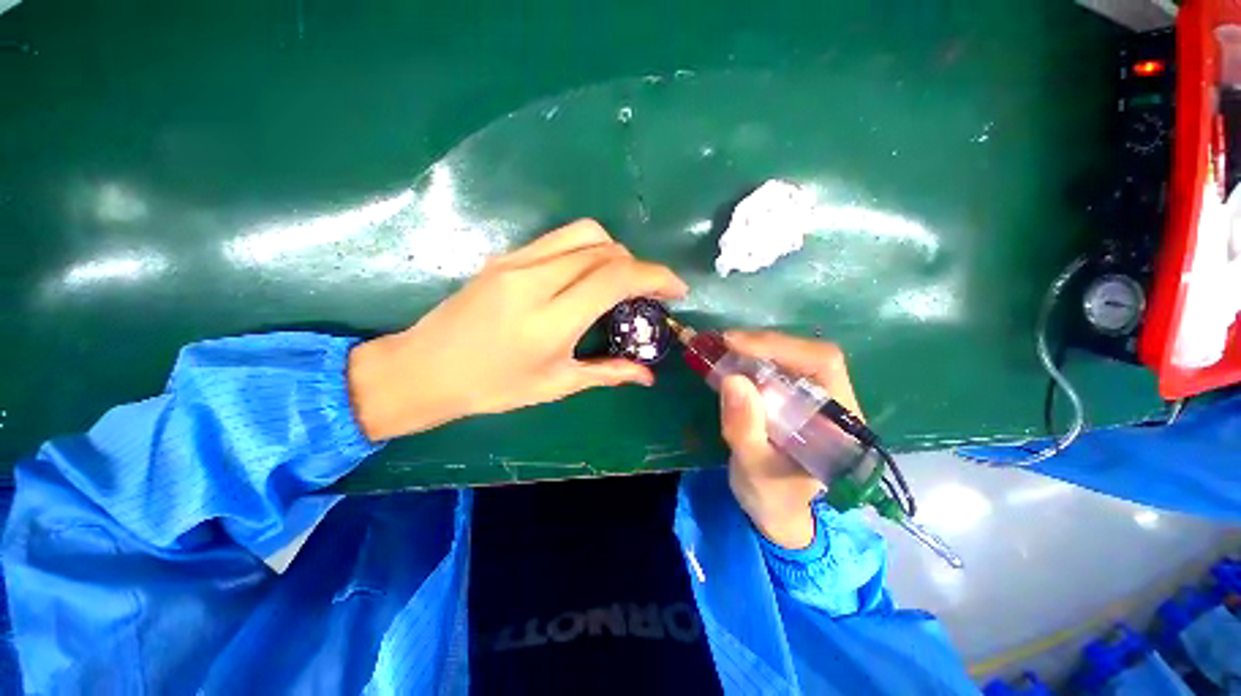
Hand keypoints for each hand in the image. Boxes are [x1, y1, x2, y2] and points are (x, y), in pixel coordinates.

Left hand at [348, 220, 687, 440]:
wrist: (425, 368)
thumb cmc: (492, 387)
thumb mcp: (555, 385)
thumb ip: (607, 373)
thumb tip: (647, 375)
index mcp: (550, 319)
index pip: (615, 278)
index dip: (656, 277)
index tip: (677, 289)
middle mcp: (534, 280)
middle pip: (605, 249)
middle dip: (638, 267)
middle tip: (646, 294)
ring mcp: (516, 261)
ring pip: (584, 233)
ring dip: (614, 252)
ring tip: (619, 280)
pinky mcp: (505, 256)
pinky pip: (559, 238)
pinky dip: (586, 249)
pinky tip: (585, 275)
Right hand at [719, 332, 863, 549]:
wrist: (779, 513)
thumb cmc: (773, 498)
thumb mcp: (754, 469)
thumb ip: (744, 429)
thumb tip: (733, 379)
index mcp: (840, 422)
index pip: (822, 363)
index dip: (780, 346)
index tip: (734, 343)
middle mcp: (835, 402)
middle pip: (807, 354)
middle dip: (762, 344)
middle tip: (721, 343)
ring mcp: (815, 398)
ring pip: (791, 357)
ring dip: (754, 348)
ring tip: (720, 349)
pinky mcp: (795, 399)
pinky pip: (776, 368)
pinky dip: (750, 359)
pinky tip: (729, 361)